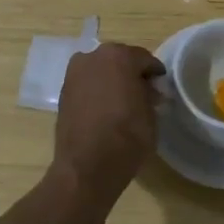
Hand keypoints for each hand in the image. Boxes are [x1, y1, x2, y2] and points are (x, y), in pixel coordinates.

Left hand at [52, 42, 163, 202]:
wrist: (86, 167)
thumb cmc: (127, 137)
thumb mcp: (150, 114)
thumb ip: (149, 95)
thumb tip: (147, 91)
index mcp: (119, 56)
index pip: (144, 59)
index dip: (154, 73)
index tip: (160, 85)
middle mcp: (93, 57)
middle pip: (119, 60)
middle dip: (131, 74)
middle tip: (143, 93)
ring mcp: (74, 73)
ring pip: (101, 70)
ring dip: (112, 80)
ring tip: (123, 102)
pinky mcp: (63, 92)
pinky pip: (87, 84)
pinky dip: (97, 91)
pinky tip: (105, 108)